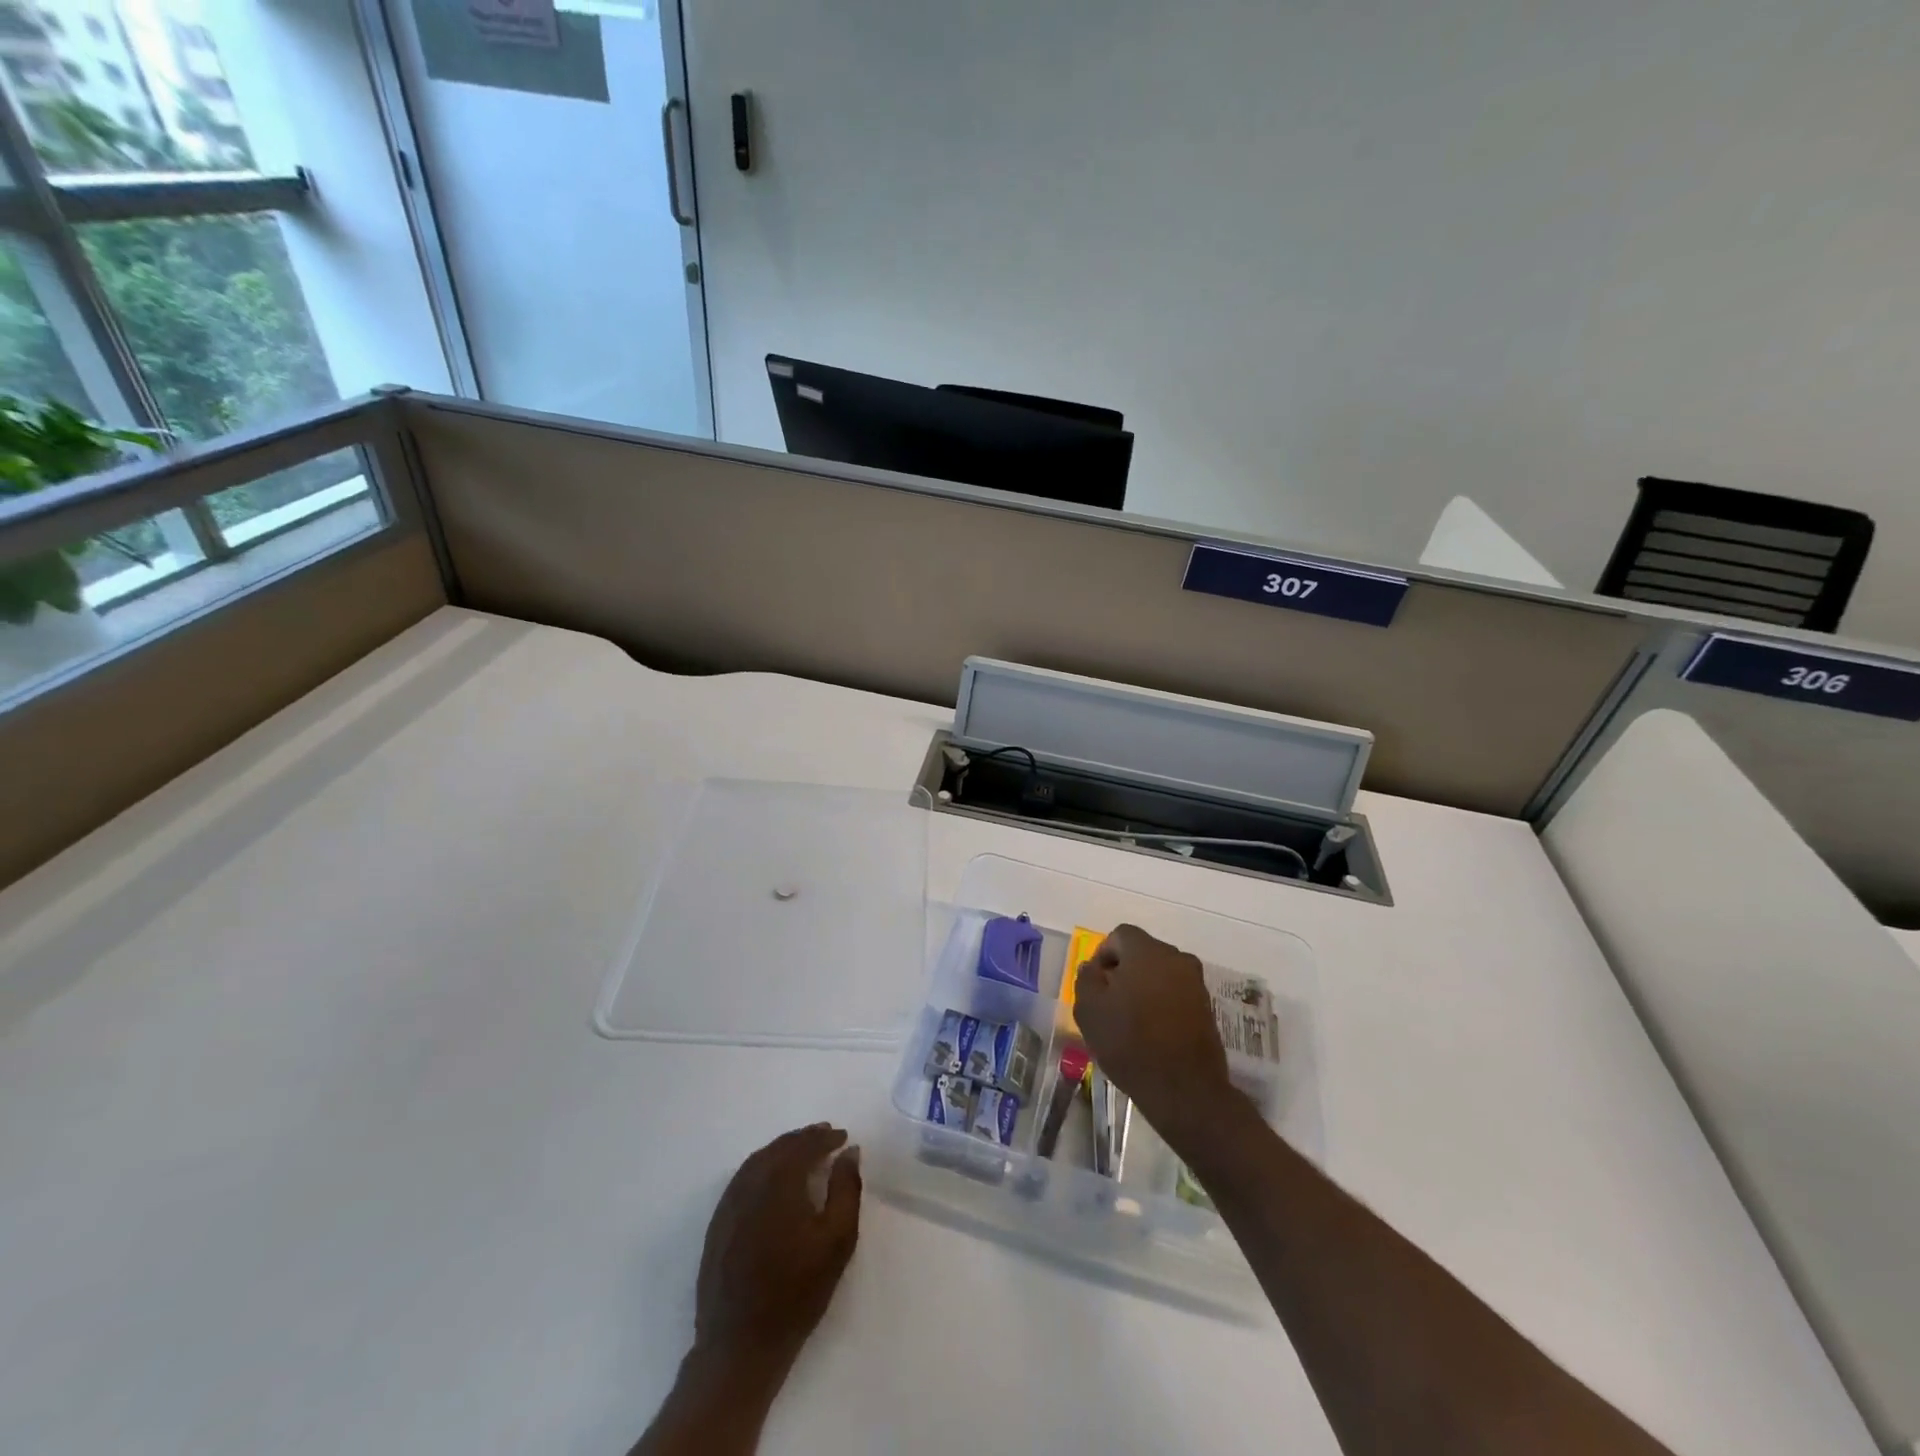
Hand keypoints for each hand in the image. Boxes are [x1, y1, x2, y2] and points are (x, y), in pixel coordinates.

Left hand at [693, 1123, 861, 1377]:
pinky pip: (743, 1180)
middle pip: (779, 1147)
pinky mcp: (718, 1224)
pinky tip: (773, 1180)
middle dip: (804, 1139)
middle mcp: (750, 1182)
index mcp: (780, 1180)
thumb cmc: (797, 1292)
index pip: (805, 1144)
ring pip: (758, 1160)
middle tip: (826, 1137)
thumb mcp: (837, 1240)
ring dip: (782, 1150)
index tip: (843, 1137)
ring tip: (803, 1153)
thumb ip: (846, 1188)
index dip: (826, 1137)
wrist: (740, 1345)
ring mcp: (729, 1203)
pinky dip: (762, 1168)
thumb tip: (849, 1151)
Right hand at [1074, 924, 1237, 1139]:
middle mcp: (1176, 957)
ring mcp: (1195, 982)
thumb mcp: (1089, 1010)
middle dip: (1124, 970)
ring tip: (1131, 1019)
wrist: (1184, 1089)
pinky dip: (1162, 1003)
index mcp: (1146, 950)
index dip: (1103, 956)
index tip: (1095, 984)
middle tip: (1110, 1001)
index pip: (1119, 936)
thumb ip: (1086, 979)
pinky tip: (1152, 1031)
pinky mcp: (1207, 1006)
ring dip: (1144, 987)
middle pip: (1143, 952)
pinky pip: (1176, 993)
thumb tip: (1093, 968)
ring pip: (1161, 973)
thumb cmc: (1129, 1042)